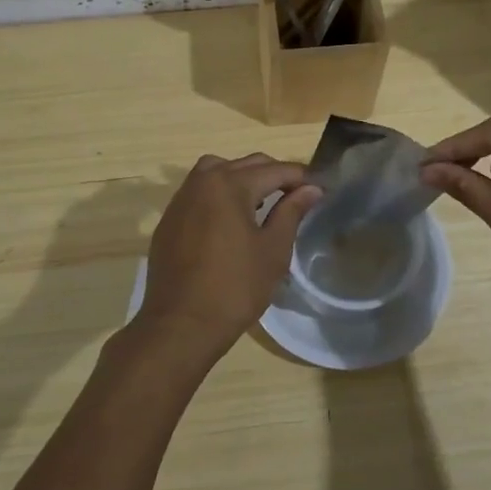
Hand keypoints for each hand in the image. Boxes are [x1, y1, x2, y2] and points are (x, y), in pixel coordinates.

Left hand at [130, 154, 321, 360]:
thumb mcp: (273, 250)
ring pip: (217, 171)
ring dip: (243, 178)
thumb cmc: (235, 288)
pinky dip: (219, 194)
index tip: (320, 189)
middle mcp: (202, 181)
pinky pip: (199, 192)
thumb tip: (311, 189)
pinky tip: (231, 220)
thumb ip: (291, 212)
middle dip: (274, 175)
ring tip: (262, 203)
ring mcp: (181, 199)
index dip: (301, 178)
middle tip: (297, 196)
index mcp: (230, 184)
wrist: (180, 324)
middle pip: (245, 164)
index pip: (275, 170)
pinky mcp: (169, 219)